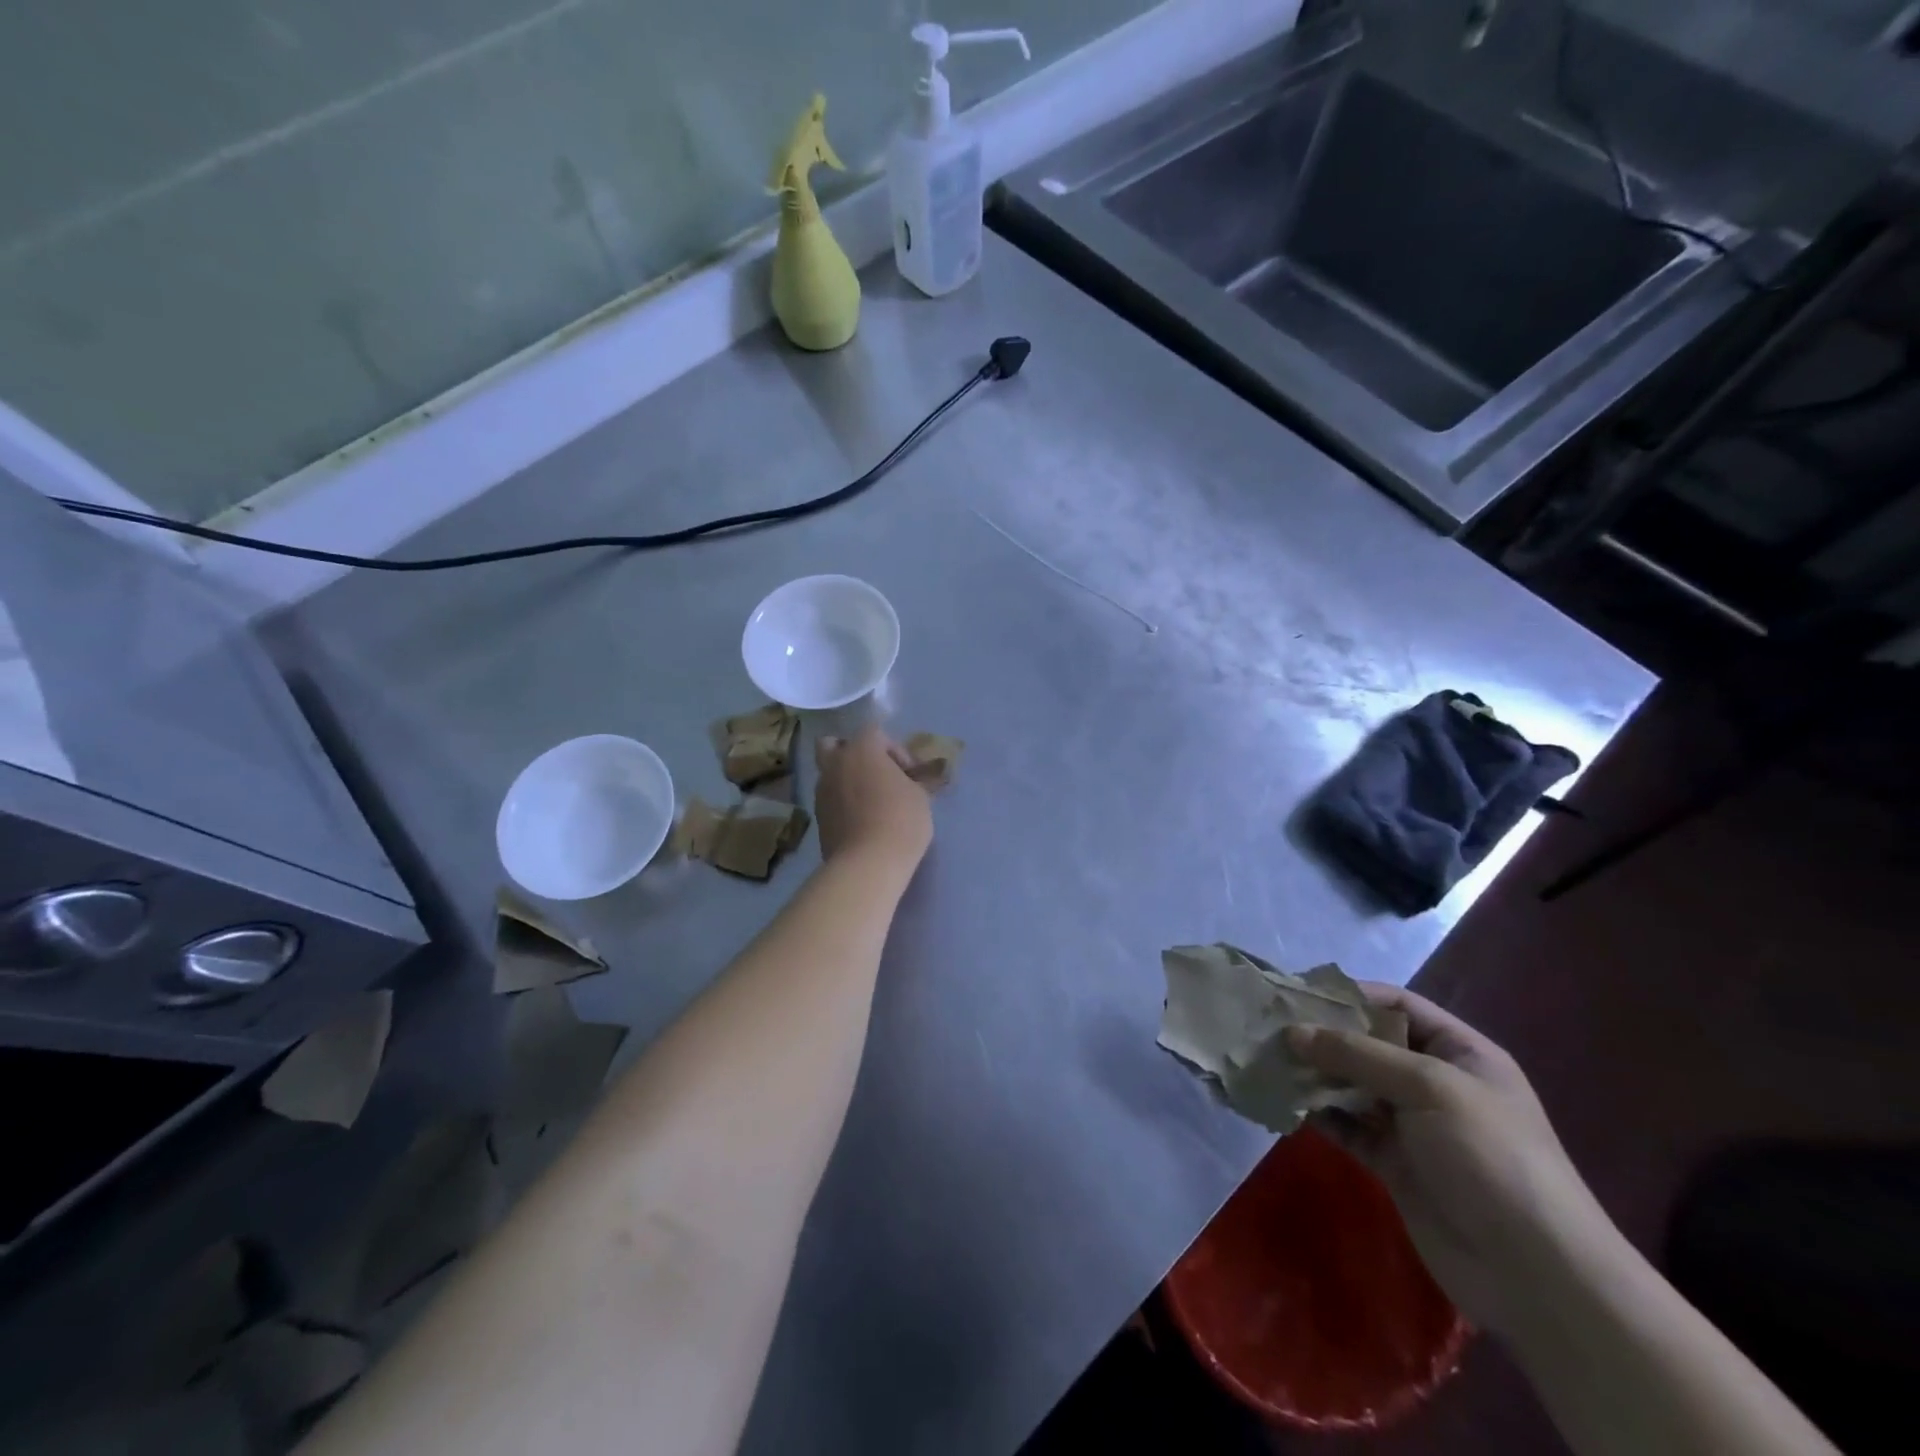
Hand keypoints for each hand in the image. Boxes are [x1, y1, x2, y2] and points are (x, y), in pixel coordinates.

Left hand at [813, 725, 932, 870]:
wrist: (868, 863)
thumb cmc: (901, 820)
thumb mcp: (920, 796)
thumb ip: (914, 781)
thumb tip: (912, 780)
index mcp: (861, 750)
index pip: (875, 733)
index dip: (895, 750)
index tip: (910, 773)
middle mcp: (835, 764)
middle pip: (834, 744)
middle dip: (853, 754)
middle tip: (876, 773)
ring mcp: (822, 791)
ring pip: (830, 773)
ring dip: (847, 779)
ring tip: (870, 801)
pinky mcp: (818, 817)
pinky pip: (830, 798)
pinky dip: (842, 802)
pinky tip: (862, 820)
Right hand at [1285, 984, 1610, 1333]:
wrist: (1535, 1274)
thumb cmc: (1491, 1157)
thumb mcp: (1429, 1087)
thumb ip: (1358, 1055)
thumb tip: (1294, 1032)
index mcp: (1459, 1053)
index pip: (1396, 1006)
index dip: (1349, 995)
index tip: (1296, 992)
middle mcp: (1433, 1082)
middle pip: (1368, 1044)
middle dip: (1322, 1034)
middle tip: (1269, 1026)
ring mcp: (1412, 1124)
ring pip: (1351, 1084)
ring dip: (1313, 1073)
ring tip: (1267, 1060)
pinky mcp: (1392, 1162)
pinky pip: (1346, 1125)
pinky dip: (1317, 1113)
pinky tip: (1284, 1102)